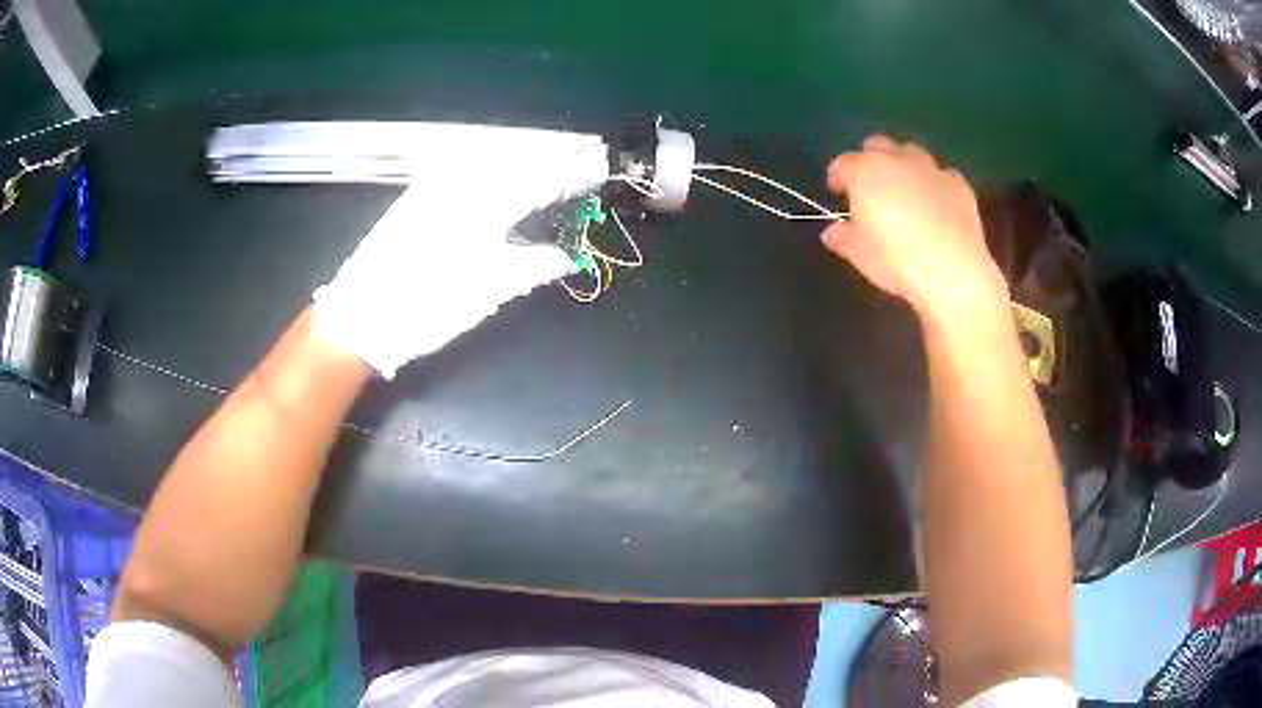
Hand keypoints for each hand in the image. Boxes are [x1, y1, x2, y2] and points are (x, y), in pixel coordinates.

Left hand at [312, 131, 608, 377]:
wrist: (361, 316)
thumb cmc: (427, 308)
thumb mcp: (488, 293)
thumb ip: (534, 266)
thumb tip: (569, 256)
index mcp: (484, 208)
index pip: (540, 180)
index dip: (571, 175)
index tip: (596, 170)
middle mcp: (461, 186)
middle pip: (517, 161)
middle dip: (550, 161)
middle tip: (577, 164)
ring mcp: (435, 186)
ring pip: (489, 159)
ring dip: (520, 158)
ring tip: (545, 165)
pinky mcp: (416, 196)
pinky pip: (461, 168)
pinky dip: (487, 166)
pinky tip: (495, 171)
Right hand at [822, 135, 1007, 321]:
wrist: (952, 272)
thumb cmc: (897, 261)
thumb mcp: (859, 255)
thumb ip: (842, 237)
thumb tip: (833, 231)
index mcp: (865, 172)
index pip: (843, 163)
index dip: (837, 176)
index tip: (837, 192)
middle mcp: (897, 160)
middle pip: (878, 145)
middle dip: (870, 159)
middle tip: (871, 186)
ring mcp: (931, 169)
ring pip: (911, 153)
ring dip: (903, 166)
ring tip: (905, 192)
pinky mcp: (959, 184)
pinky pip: (941, 175)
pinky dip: (934, 184)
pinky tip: (937, 205)